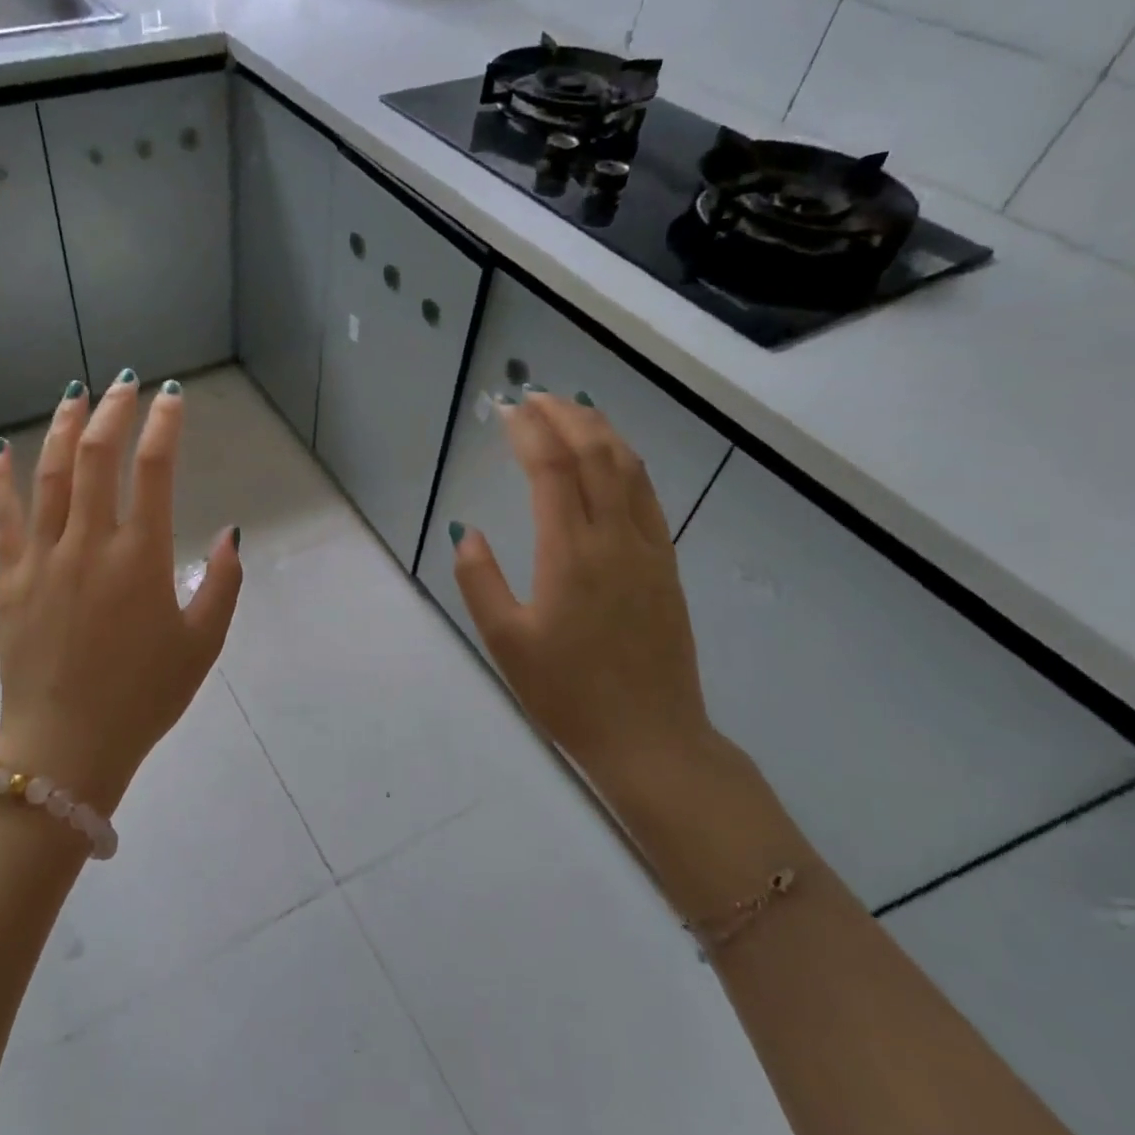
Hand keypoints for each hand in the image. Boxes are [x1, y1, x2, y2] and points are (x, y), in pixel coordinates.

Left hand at [0, 372, 241, 814]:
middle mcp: (90, 543)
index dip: (165, 424)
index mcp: (141, 558)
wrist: (67, 746)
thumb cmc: (144, 697)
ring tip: (74, 395)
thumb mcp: (202, 645)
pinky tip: (4, 451)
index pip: (156, 470)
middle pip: (99, 456)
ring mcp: (43, 557)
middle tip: (124, 383)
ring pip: (51, 474)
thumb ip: (223, 584)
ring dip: (64, 428)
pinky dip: (3, 479)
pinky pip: (4, 517)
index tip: (171, 397)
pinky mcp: (11, 578)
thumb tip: (230, 535)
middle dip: (114, 410)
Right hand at [450, 392, 714, 787]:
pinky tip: (612, 459)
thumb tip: (467, 532)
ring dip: (600, 430)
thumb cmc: (567, 693)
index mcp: (570, 554)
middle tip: (535, 397)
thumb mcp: (505, 642)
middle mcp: (615, 538)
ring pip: (629, 468)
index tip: (507, 409)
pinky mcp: (666, 565)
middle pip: (596, 454)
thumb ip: (479, 580)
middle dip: (565, 416)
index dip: (529, 432)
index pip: (552, 470)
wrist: (650, 737)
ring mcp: (649, 549)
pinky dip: (626, 461)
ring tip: (572, 411)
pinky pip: (647, 495)